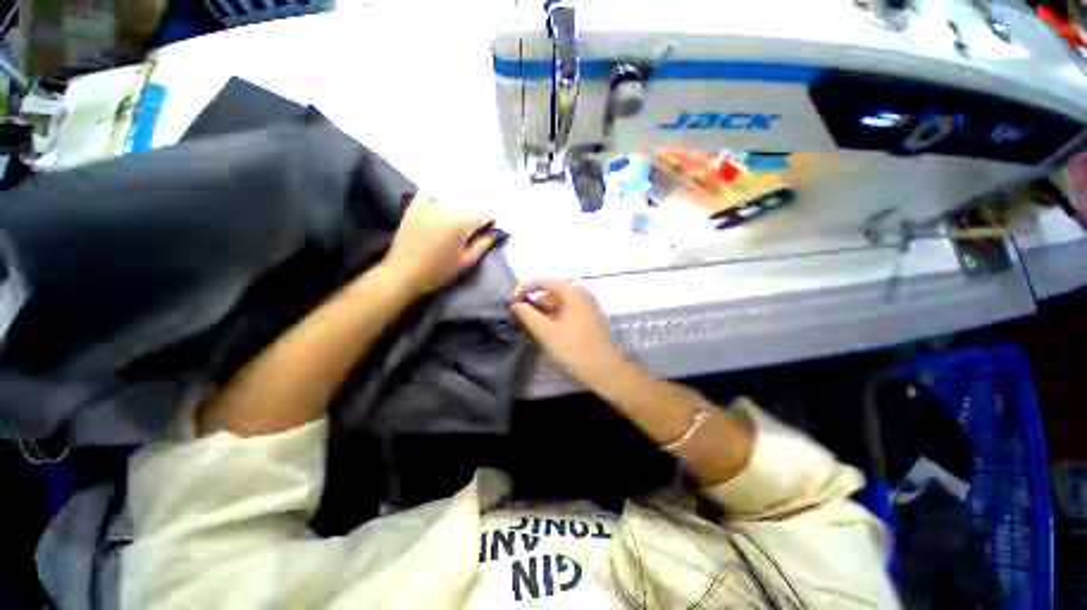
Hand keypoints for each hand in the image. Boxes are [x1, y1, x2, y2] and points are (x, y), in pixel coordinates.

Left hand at [382, 193, 496, 296]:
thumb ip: (483, 245)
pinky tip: (440, 205)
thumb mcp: (466, 262)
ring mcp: (427, 206)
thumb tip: (496, 233)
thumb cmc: (438, 272)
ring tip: (458, 222)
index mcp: (460, 224)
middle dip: (475, 215)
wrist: (403, 275)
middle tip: (474, 230)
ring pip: (451, 199)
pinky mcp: (414, 207)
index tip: (490, 230)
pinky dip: (437, 197)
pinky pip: (428, 193)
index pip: (484, 214)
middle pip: (469, 205)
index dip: (490, 222)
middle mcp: (445, 209)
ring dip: (459, 208)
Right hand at [511, 279, 626, 388]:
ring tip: (528, 327)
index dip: (525, 289)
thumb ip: (528, 315)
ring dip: (541, 313)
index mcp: (573, 292)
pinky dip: (551, 319)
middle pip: (551, 292)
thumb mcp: (547, 333)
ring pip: (557, 304)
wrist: (606, 372)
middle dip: (533, 303)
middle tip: (518, 318)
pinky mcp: (586, 320)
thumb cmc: (575, 350)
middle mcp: (581, 295)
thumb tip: (516, 304)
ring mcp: (585, 307)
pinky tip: (543, 331)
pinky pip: (564, 313)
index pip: (544, 281)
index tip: (511, 303)